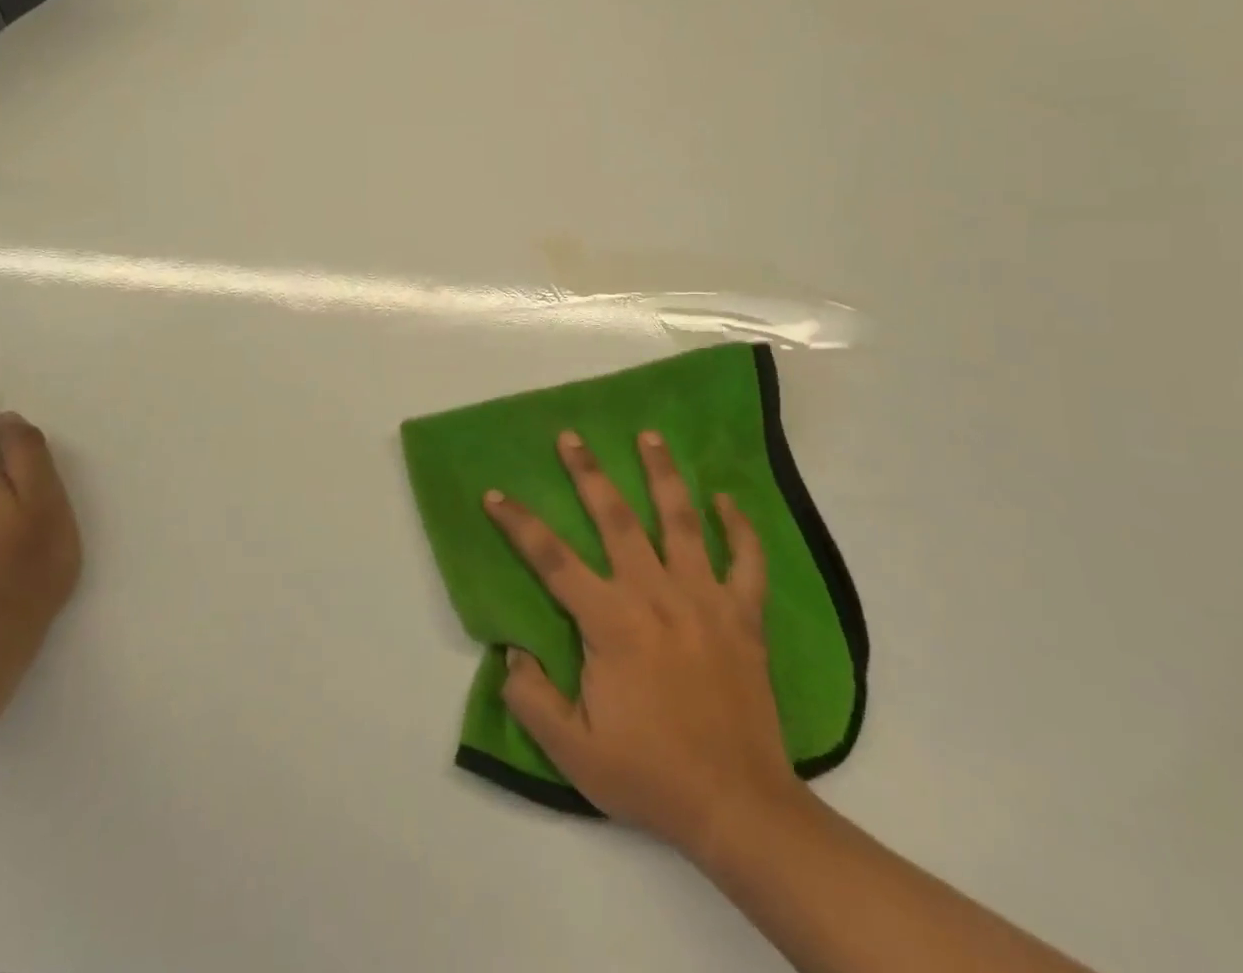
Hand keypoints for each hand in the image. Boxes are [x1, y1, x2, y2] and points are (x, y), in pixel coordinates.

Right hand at [483, 429, 803, 854]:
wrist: (737, 806)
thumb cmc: (651, 776)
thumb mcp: (573, 752)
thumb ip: (532, 699)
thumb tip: (510, 652)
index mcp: (611, 622)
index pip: (553, 560)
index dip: (520, 524)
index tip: (496, 494)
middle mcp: (655, 595)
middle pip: (616, 519)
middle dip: (589, 473)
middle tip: (572, 436)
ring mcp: (705, 599)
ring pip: (681, 521)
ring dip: (663, 474)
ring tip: (649, 436)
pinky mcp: (743, 615)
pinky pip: (746, 560)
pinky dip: (739, 527)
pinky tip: (727, 499)